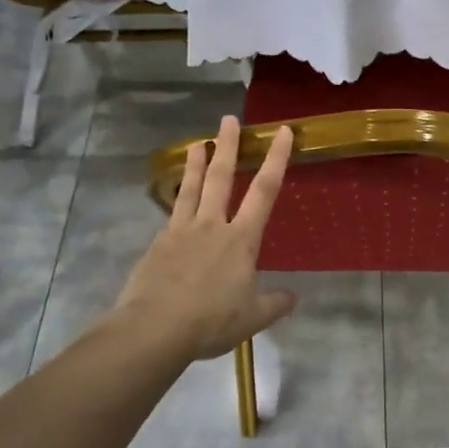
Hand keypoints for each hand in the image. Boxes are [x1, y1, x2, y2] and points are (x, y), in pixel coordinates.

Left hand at [115, 116, 298, 360]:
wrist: (155, 328)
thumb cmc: (211, 321)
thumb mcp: (253, 317)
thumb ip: (274, 304)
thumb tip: (293, 297)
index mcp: (241, 240)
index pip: (265, 191)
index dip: (276, 159)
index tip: (282, 132)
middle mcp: (212, 226)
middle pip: (221, 177)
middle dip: (228, 146)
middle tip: (228, 119)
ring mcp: (181, 231)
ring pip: (191, 188)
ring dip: (195, 163)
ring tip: (197, 142)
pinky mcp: (158, 244)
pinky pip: (172, 214)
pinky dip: (177, 201)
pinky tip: (177, 201)